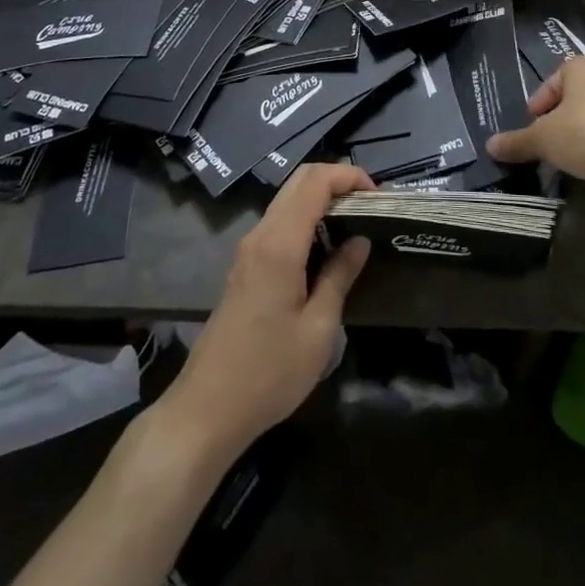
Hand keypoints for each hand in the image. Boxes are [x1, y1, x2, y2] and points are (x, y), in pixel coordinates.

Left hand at [165, 163, 372, 457]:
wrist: (206, 409)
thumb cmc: (268, 372)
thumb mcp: (318, 330)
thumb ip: (340, 277)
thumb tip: (360, 241)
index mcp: (280, 244)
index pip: (315, 181)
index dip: (348, 176)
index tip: (378, 195)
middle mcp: (260, 235)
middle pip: (299, 181)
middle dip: (336, 180)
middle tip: (369, 204)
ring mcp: (248, 249)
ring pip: (287, 200)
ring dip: (321, 198)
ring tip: (354, 222)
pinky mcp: (244, 266)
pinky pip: (279, 222)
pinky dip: (306, 217)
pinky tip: (325, 245)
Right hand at [485, 55, 584, 188]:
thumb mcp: (544, 139)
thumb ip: (517, 141)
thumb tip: (490, 146)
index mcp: (581, 65)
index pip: (549, 84)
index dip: (537, 108)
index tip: (532, 131)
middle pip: (573, 97)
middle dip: (559, 119)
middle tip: (548, 143)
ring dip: (581, 131)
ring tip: (570, 156)